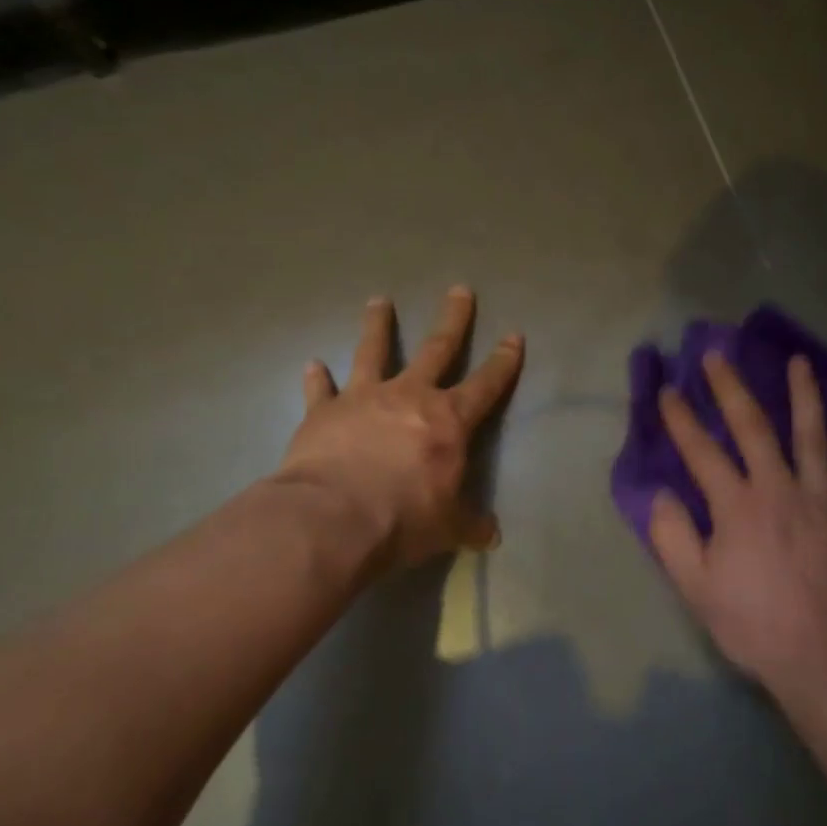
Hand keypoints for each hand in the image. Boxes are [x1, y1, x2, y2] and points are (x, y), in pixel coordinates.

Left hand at [275, 287, 522, 575]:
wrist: (334, 518)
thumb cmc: (404, 518)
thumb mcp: (448, 527)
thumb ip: (470, 524)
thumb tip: (492, 536)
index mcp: (449, 420)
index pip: (486, 384)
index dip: (504, 361)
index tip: (514, 335)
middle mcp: (410, 397)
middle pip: (437, 349)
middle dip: (452, 319)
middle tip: (459, 289)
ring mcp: (364, 399)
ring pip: (374, 352)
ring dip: (378, 326)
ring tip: (379, 301)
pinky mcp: (324, 412)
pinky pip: (321, 390)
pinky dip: (317, 378)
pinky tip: (312, 364)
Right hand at [650, 350, 826, 697]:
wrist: (824, 659)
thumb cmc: (753, 624)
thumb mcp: (696, 588)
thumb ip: (673, 537)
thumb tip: (662, 494)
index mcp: (737, 506)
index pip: (702, 452)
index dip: (681, 419)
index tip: (668, 390)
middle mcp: (779, 489)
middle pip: (754, 428)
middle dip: (731, 389)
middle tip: (718, 355)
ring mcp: (821, 501)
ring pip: (813, 438)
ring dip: (804, 396)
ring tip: (799, 362)